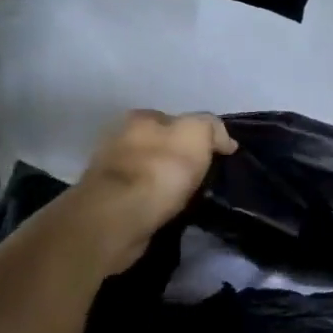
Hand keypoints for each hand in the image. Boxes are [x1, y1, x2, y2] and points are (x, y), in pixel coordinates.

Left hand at [63, 111, 237, 274]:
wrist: (120, 214)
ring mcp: (110, 171)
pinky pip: (140, 196)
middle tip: (200, 178)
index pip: (173, 120)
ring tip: (186, 198)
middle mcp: (119, 138)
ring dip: (164, 182)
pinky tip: (166, 211)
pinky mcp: (108, 201)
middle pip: (158, 145)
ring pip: (147, 171)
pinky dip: (153, 202)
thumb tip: (225, 141)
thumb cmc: (161, 168)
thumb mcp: (197, 134)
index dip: (195, 136)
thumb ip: (212, 128)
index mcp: (140, 117)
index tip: (212, 155)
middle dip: (177, 159)